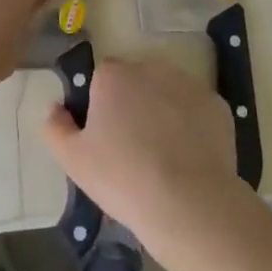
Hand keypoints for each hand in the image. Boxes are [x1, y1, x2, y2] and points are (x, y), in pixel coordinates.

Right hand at [41, 57, 246, 254]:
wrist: (188, 203)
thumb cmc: (122, 178)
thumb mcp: (73, 160)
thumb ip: (55, 127)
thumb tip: (54, 108)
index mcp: (113, 76)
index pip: (101, 78)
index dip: (101, 105)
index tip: (104, 136)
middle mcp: (151, 68)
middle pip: (136, 81)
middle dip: (133, 104)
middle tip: (132, 147)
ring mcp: (188, 84)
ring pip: (168, 93)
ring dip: (162, 111)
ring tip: (163, 156)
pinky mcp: (217, 105)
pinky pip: (196, 111)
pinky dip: (192, 126)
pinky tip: (188, 158)